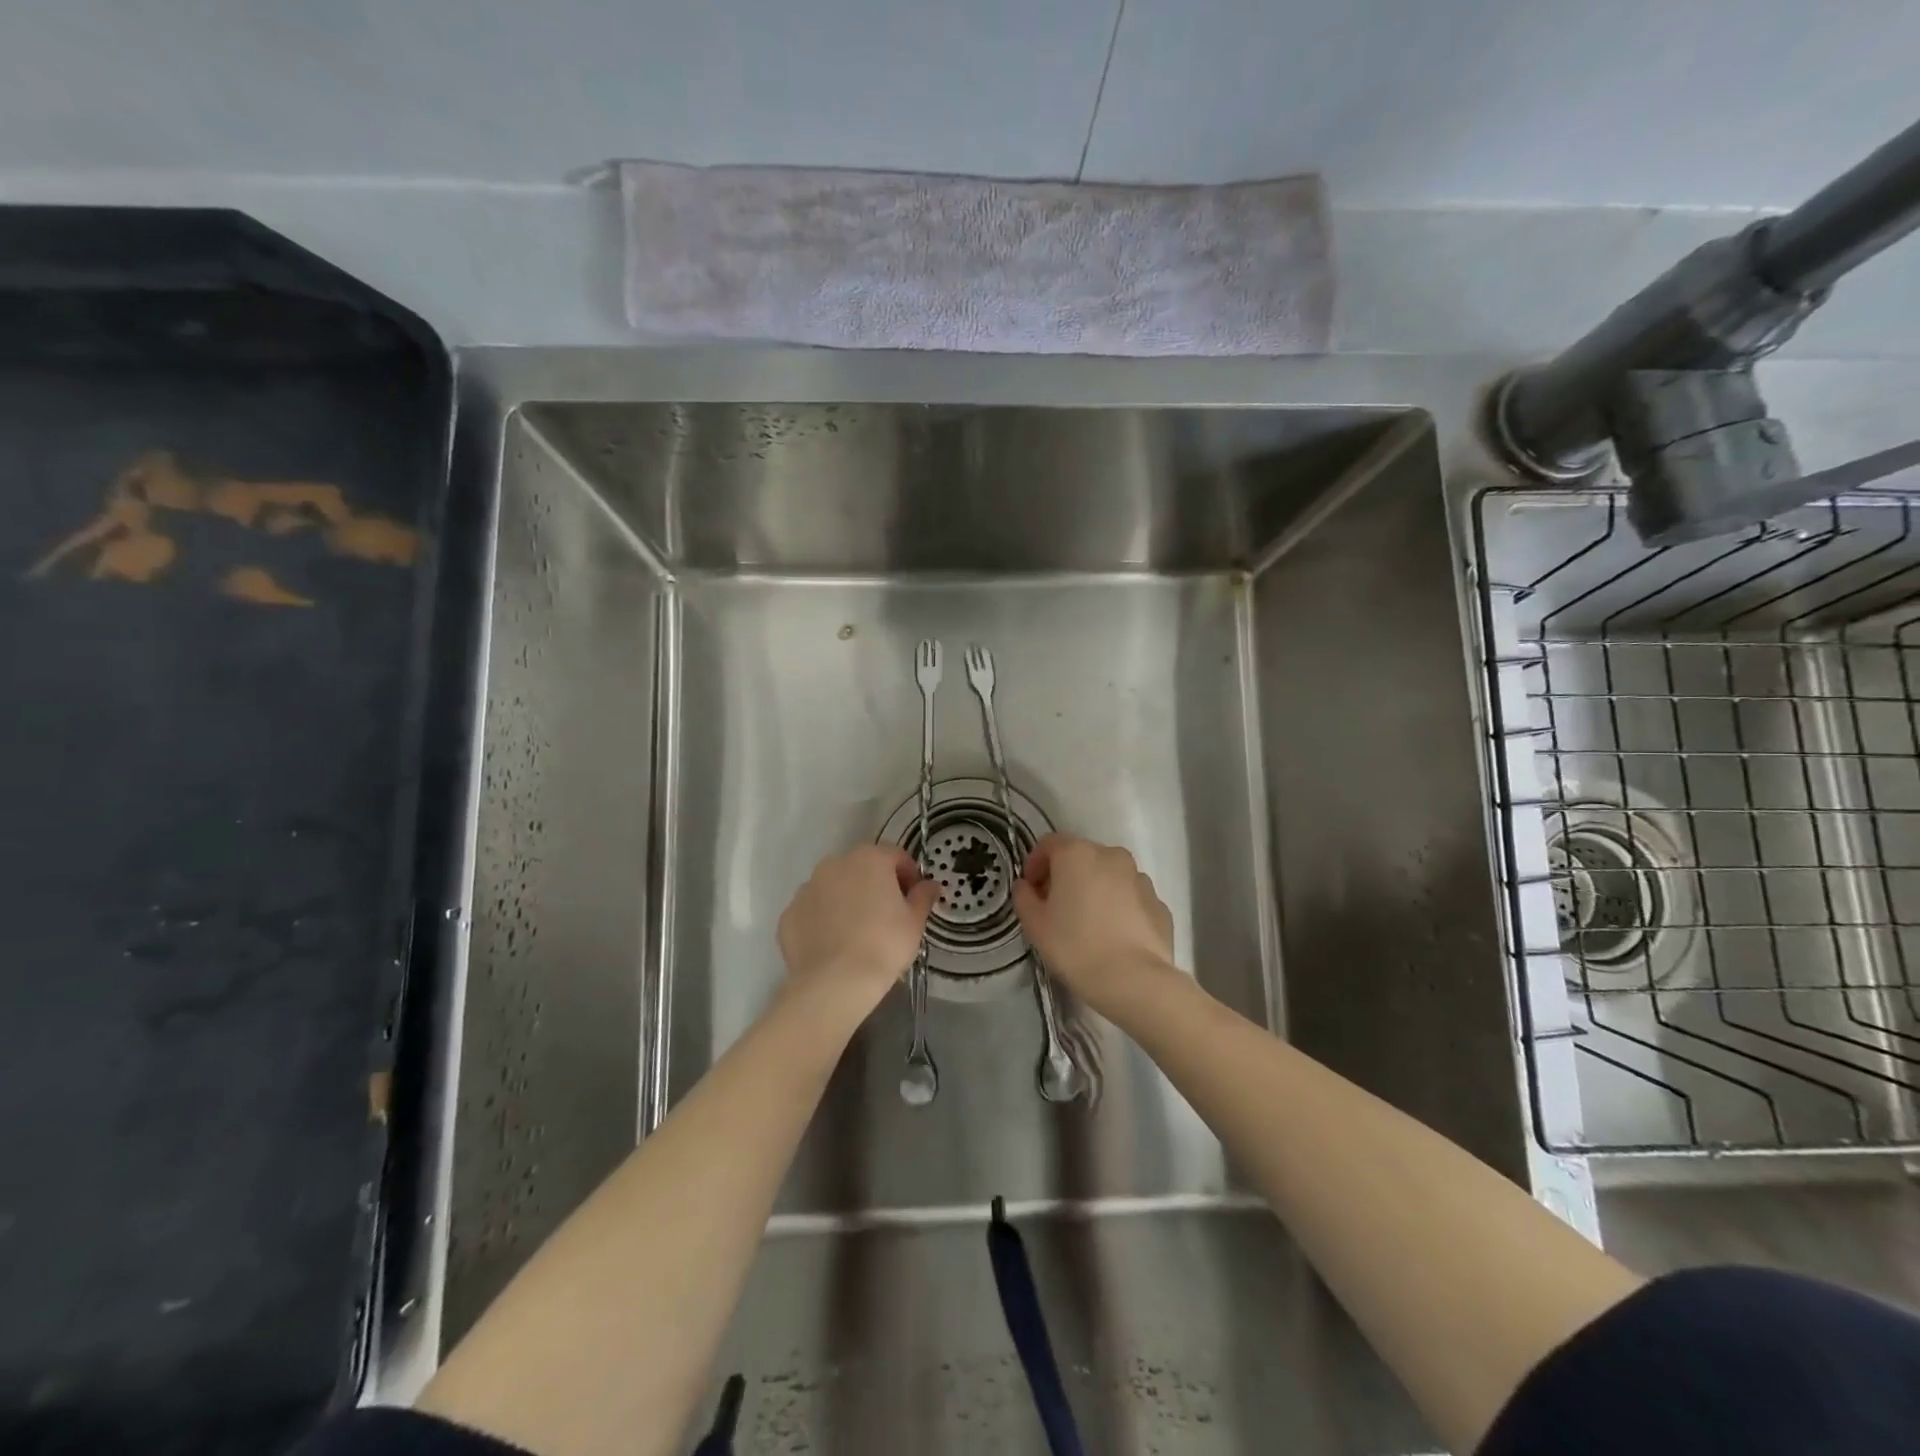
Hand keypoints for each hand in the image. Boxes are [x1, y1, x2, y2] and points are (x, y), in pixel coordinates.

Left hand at [778, 845, 938, 1020]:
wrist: (835, 983)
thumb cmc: (884, 945)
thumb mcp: (914, 922)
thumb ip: (923, 896)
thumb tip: (930, 885)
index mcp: (869, 858)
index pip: (896, 856)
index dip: (909, 875)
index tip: (914, 898)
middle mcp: (834, 864)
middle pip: (862, 867)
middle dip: (875, 884)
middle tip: (887, 915)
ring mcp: (807, 888)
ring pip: (833, 887)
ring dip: (846, 899)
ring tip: (857, 932)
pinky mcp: (789, 914)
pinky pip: (812, 911)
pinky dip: (822, 920)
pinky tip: (833, 944)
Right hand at [1011, 834, 1174, 1010]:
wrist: (1134, 980)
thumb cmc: (1075, 947)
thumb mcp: (1035, 925)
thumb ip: (1024, 898)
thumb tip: (1025, 887)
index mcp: (1077, 854)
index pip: (1049, 844)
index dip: (1035, 863)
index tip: (1031, 889)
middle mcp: (1112, 856)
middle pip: (1081, 857)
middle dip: (1066, 876)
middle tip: (1055, 907)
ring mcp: (1140, 878)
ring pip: (1109, 876)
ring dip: (1095, 890)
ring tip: (1088, 923)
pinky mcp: (1159, 903)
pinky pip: (1131, 898)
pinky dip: (1119, 908)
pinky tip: (1113, 936)